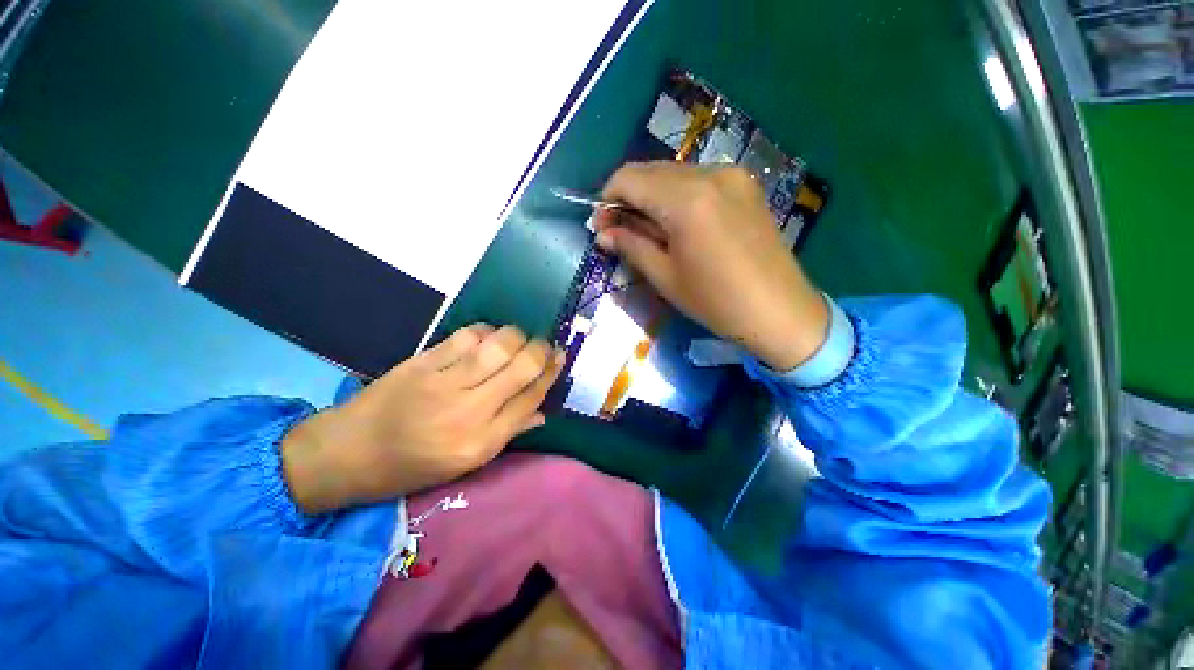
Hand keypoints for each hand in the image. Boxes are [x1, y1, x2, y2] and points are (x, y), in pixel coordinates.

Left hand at [281, 324, 564, 513]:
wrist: (348, 452)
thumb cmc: (412, 465)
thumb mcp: (466, 464)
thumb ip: (508, 433)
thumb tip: (542, 412)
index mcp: (481, 442)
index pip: (531, 397)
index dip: (551, 373)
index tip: (560, 357)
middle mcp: (469, 411)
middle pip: (522, 367)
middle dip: (542, 350)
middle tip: (545, 345)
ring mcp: (444, 382)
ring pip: (498, 346)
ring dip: (517, 335)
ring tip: (520, 338)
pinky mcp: (423, 362)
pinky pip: (466, 336)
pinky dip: (486, 331)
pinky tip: (489, 335)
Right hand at [596, 162, 828, 370]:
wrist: (780, 310)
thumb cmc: (716, 301)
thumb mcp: (666, 278)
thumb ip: (632, 247)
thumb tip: (603, 234)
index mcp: (686, 201)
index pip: (629, 178)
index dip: (608, 199)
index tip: (603, 226)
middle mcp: (710, 174)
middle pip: (650, 171)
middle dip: (629, 197)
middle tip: (622, 231)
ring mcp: (732, 175)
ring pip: (673, 174)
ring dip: (652, 197)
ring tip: (651, 231)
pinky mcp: (745, 184)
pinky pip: (697, 179)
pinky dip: (677, 196)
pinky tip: (679, 224)